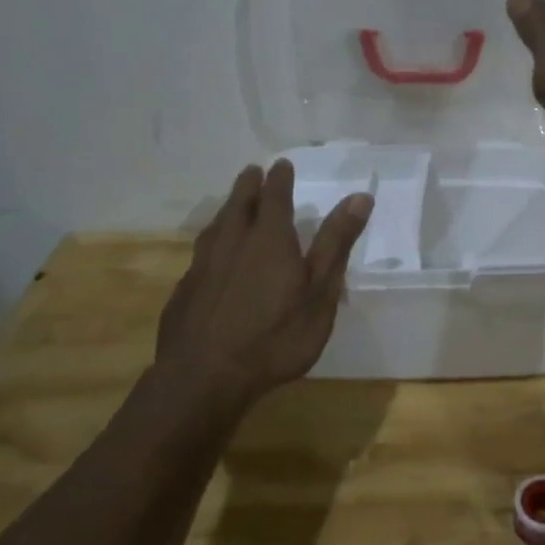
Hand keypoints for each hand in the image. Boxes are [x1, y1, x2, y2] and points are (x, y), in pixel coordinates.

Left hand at [154, 160, 373, 404]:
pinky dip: (211, 244)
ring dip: (226, 211)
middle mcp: (232, 244)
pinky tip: (211, 257)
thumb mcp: (320, 292)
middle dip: (248, 187)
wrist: (205, 378)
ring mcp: (203, 267)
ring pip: (215, 228)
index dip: (279, 179)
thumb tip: (359, 197)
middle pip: (238, 205)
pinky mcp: (184, 292)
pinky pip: (200, 255)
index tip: (281, 165)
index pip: (274, 197)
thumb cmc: (276, 336)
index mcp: (269, 239)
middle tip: (252, 172)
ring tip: (231, 206)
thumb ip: (336, 243)